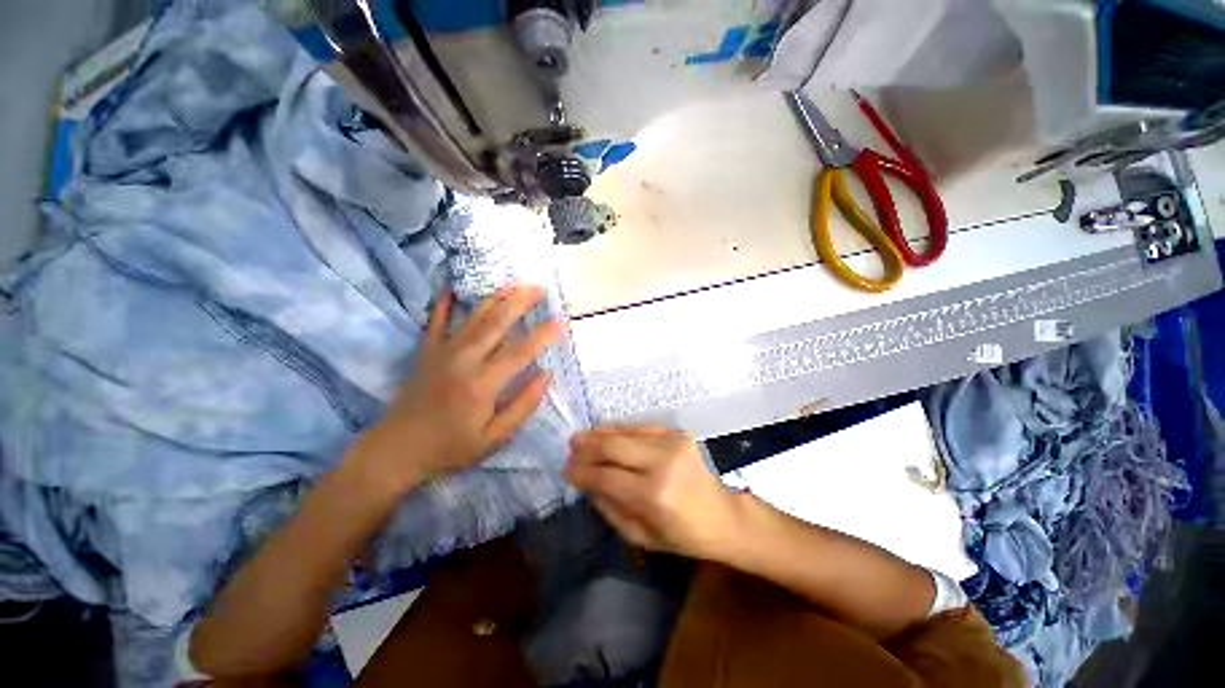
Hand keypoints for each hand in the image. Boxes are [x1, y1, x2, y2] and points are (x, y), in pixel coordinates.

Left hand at [351, 284, 560, 496]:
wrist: (397, 450)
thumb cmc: (451, 447)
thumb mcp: (495, 438)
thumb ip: (524, 405)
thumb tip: (546, 374)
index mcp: (484, 383)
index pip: (521, 351)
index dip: (543, 335)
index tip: (560, 322)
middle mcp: (465, 359)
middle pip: (498, 323)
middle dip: (521, 303)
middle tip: (540, 289)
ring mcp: (443, 351)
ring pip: (474, 317)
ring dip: (496, 298)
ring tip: (514, 284)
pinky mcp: (427, 351)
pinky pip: (436, 321)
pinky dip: (443, 302)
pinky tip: (451, 286)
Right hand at [564, 426, 740, 560]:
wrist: (723, 515)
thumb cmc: (683, 535)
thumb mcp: (641, 537)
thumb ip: (610, 508)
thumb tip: (587, 483)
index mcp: (654, 496)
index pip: (606, 478)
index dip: (582, 472)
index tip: (566, 469)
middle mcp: (662, 463)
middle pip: (613, 447)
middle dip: (587, 447)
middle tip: (570, 447)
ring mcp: (672, 443)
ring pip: (625, 432)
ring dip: (600, 433)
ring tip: (582, 437)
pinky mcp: (677, 433)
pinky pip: (641, 426)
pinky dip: (620, 428)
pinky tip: (605, 431)